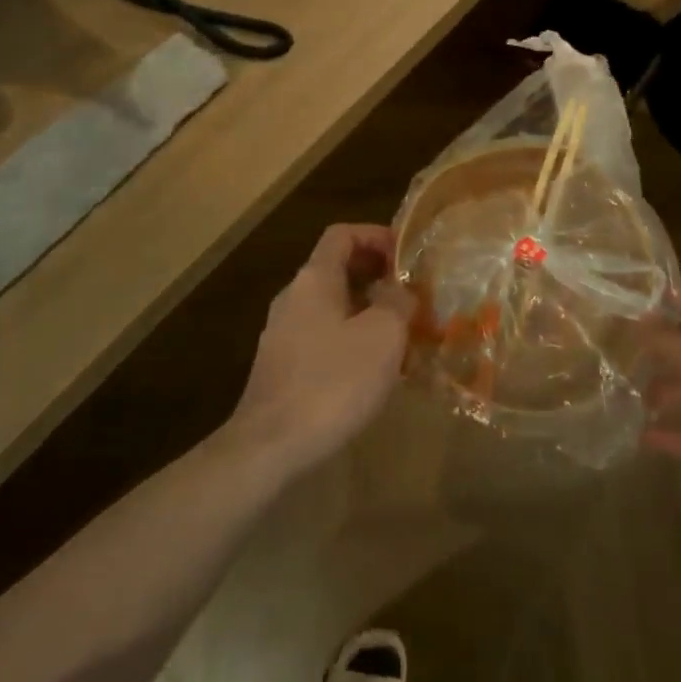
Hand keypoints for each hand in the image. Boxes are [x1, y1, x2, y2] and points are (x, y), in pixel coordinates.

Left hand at [225, 224, 413, 485]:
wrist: (270, 447)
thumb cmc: (332, 381)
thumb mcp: (383, 335)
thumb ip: (398, 302)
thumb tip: (403, 291)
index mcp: (314, 278)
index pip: (342, 234)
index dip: (376, 235)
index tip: (406, 254)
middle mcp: (293, 296)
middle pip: (336, 267)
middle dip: (375, 273)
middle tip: (410, 292)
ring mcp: (282, 332)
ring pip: (330, 304)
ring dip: (365, 307)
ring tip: (399, 330)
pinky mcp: (281, 366)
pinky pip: (321, 334)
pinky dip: (349, 335)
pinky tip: (370, 366)